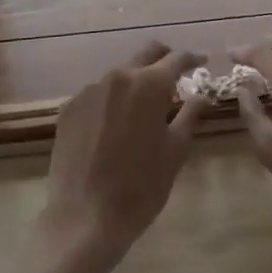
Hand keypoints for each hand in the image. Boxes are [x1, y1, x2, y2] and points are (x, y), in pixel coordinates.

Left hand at [39, 41, 205, 269]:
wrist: (84, 218)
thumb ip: (190, 115)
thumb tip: (202, 94)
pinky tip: (115, 126)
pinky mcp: (69, 107)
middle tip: (176, 75)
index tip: (202, 61)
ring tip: (144, 106)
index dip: (193, 58)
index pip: (176, 59)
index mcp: (148, 85)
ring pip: (120, 73)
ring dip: (136, 82)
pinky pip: (98, 94)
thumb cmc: (140, 187)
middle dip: (164, 59)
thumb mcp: (175, 152)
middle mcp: (117, 77)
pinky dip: (112, 100)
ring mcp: (89, 90)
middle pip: (146, 54)